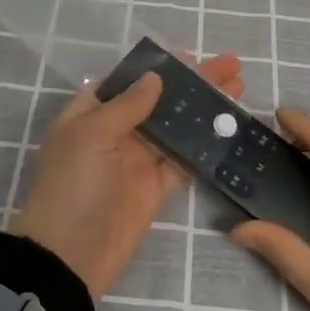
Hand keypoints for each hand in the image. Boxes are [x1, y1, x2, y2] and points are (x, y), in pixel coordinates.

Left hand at [12, 53, 243, 299]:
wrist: (70, 255)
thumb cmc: (73, 185)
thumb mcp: (92, 135)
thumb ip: (127, 105)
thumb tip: (154, 77)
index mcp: (91, 114)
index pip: (127, 81)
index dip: (157, 66)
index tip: (190, 55)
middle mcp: (115, 132)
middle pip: (159, 100)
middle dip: (192, 83)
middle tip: (230, 66)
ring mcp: (137, 160)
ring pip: (176, 127)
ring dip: (204, 110)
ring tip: (238, 89)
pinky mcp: (156, 187)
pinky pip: (184, 160)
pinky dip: (205, 146)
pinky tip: (230, 129)